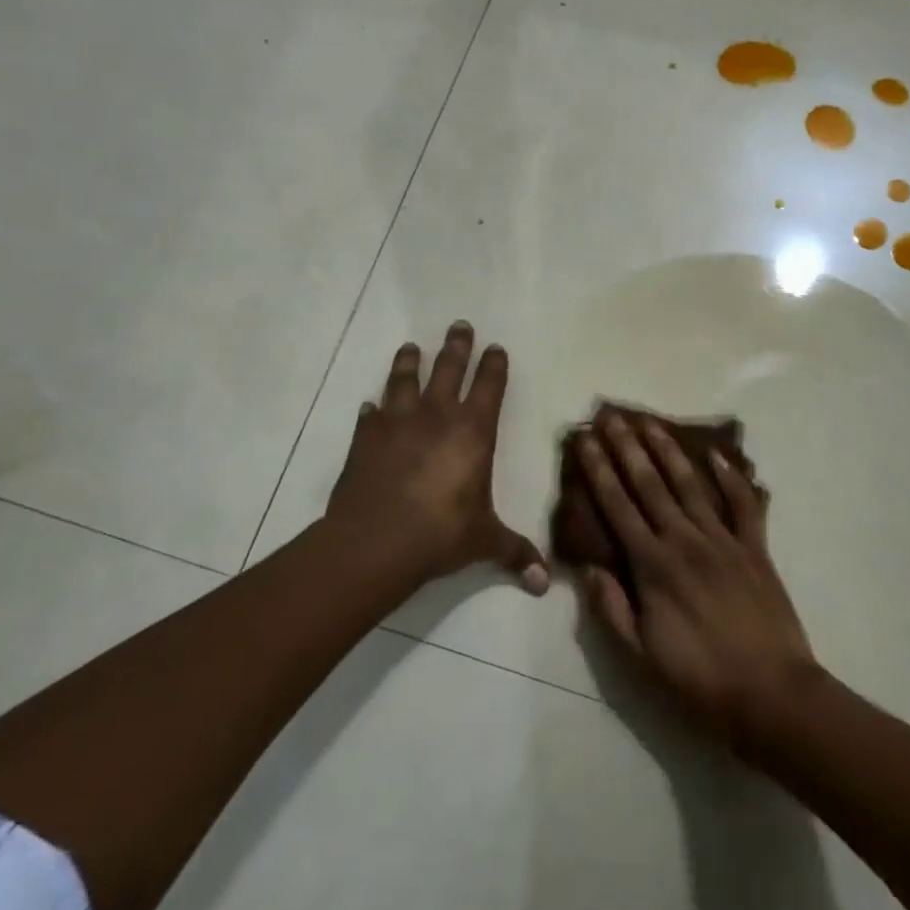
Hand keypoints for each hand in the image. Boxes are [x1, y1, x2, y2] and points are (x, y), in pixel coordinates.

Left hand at [326, 322, 549, 594]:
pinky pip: (370, 416)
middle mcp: (437, 417)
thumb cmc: (441, 534)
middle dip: (456, 346)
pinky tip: (369, 406)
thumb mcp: (484, 542)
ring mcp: (397, 423)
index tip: (496, 347)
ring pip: (405, 380)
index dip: (494, 365)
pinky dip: (371, 410)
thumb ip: (515, 554)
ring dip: (409, 362)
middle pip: (448, 369)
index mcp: (473, 432)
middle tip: (459, 324)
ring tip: (410, 346)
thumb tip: (544, 584)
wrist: (377, 540)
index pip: (489, 387)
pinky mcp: (365, 438)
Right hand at [578, 413, 818, 746]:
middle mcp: (684, 541)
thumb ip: (611, 609)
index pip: (617, 507)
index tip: (587, 440)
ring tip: (652, 423)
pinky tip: (717, 455)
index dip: (599, 471)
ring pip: (690, 485)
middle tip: (613, 416)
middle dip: (628, 448)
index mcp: (653, 566)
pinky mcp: (755, 549)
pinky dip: (733, 478)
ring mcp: (723, 541)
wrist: (772, 695)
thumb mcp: (640, 657)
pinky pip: (743, 505)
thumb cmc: (699, 680)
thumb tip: (588, 568)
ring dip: (669, 451)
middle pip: (650, 485)